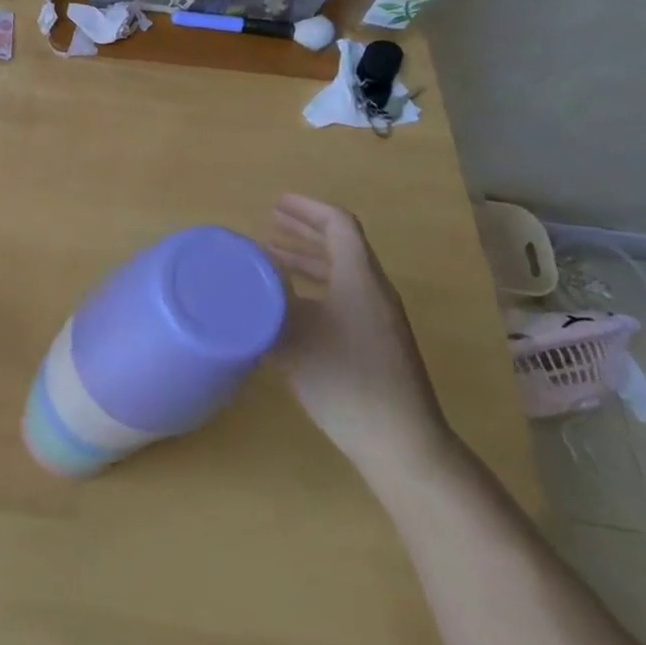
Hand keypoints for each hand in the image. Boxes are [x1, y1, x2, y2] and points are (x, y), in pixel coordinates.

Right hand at [269, 194, 450, 472]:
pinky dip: (312, 288)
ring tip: (270, 259)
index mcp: (359, 279)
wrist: (398, 441)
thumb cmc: (344, 378)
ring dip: (306, 260)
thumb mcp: (295, 333)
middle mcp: (372, 292)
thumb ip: (270, 300)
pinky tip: (285, 307)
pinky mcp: (374, 345)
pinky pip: (341, 298)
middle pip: (341, 246)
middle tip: (269, 223)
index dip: (308, 208)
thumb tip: (247, 277)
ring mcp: (377, 320)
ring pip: (340, 275)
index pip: (339, 225)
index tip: (276, 203)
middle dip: (304, 231)